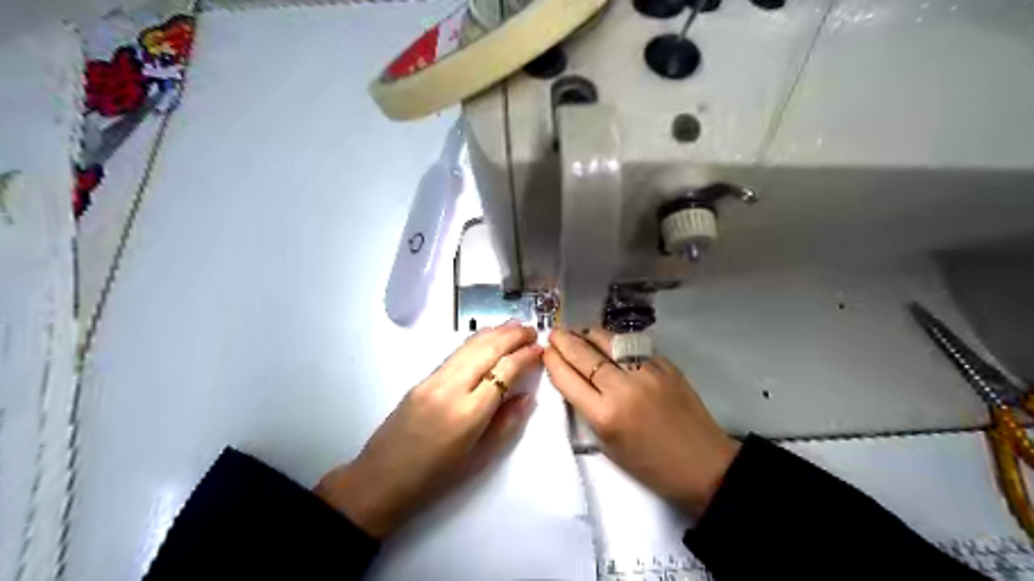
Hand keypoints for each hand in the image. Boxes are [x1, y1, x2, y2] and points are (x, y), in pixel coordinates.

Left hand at [314, 320, 540, 537]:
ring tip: (515, 326)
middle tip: (531, 329)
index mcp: (469, 413)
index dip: (525, 356)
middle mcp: (451, 388)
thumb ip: (507, 424)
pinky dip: (476, 341)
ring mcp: (433, 380)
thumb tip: (527, 396)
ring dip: (494, 333)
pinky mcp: (422, 379)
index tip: (540, 349)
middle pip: (487, 349)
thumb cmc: (435, 478)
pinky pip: (455, 353)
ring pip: (469, 345)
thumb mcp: (479, 458)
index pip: (504, 370)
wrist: (381, 480)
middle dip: (512, 335)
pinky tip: (487, 339)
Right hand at [544, 327, 738, 516]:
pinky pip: (633, 346)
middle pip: (584, 354)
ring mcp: (646, 372)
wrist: (703, 464)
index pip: (568, 378)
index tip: (545, 351)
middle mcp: (622, 388)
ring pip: (609, 341)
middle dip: (564, 340)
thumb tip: (576, 379)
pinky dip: (616, 342)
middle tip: (554, 333)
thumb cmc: (650, 465)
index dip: (553, 361)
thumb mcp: (608, 445)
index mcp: (604, 415)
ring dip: (588, 334)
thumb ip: (588, 410)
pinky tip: (609, 343)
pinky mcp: (665, 365)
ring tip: (578, 331)